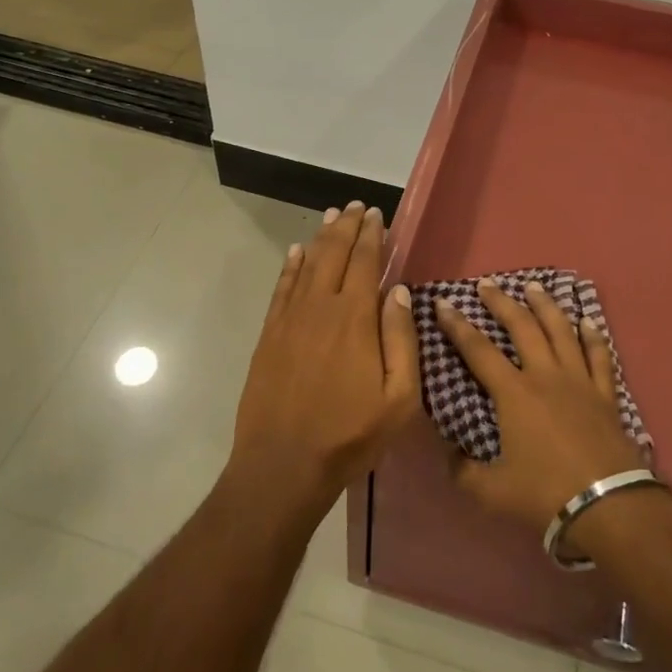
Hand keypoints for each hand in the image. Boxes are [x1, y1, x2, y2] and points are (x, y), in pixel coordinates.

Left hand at [229, 201, 420, 514]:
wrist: (282, 465)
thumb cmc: (349, 435)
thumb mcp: (398, 398)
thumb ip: (402, 339)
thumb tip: (398, 290)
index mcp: (355, 318)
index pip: (365, 262)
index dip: (372, 235)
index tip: (377, 214)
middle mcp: (320, 307)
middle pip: (335, 254)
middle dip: (347, 226)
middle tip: (356, 206)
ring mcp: (290, 319)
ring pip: (308, 264)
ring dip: (322, 237)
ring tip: (332, 216)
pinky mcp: (270, 334)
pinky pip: (282, 288)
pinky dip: (291, 265)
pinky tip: (297, 251)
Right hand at [435, 278, 645, 530]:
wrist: (607, 505)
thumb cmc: (545, 494)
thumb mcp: (492, 492)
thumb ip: (463, 471)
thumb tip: (447, 453)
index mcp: (514, 394)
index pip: (478, 350)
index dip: (457, 326)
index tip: (443, 303)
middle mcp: (545, 375)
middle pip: (522, 327)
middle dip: (501, 302)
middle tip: (487, 284)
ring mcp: (579, 381)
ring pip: (561, 330)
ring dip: (545, 305)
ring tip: (533, 286)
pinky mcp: (605, 394)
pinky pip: (599, 356)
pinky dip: (592, 335)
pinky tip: (587, 320)